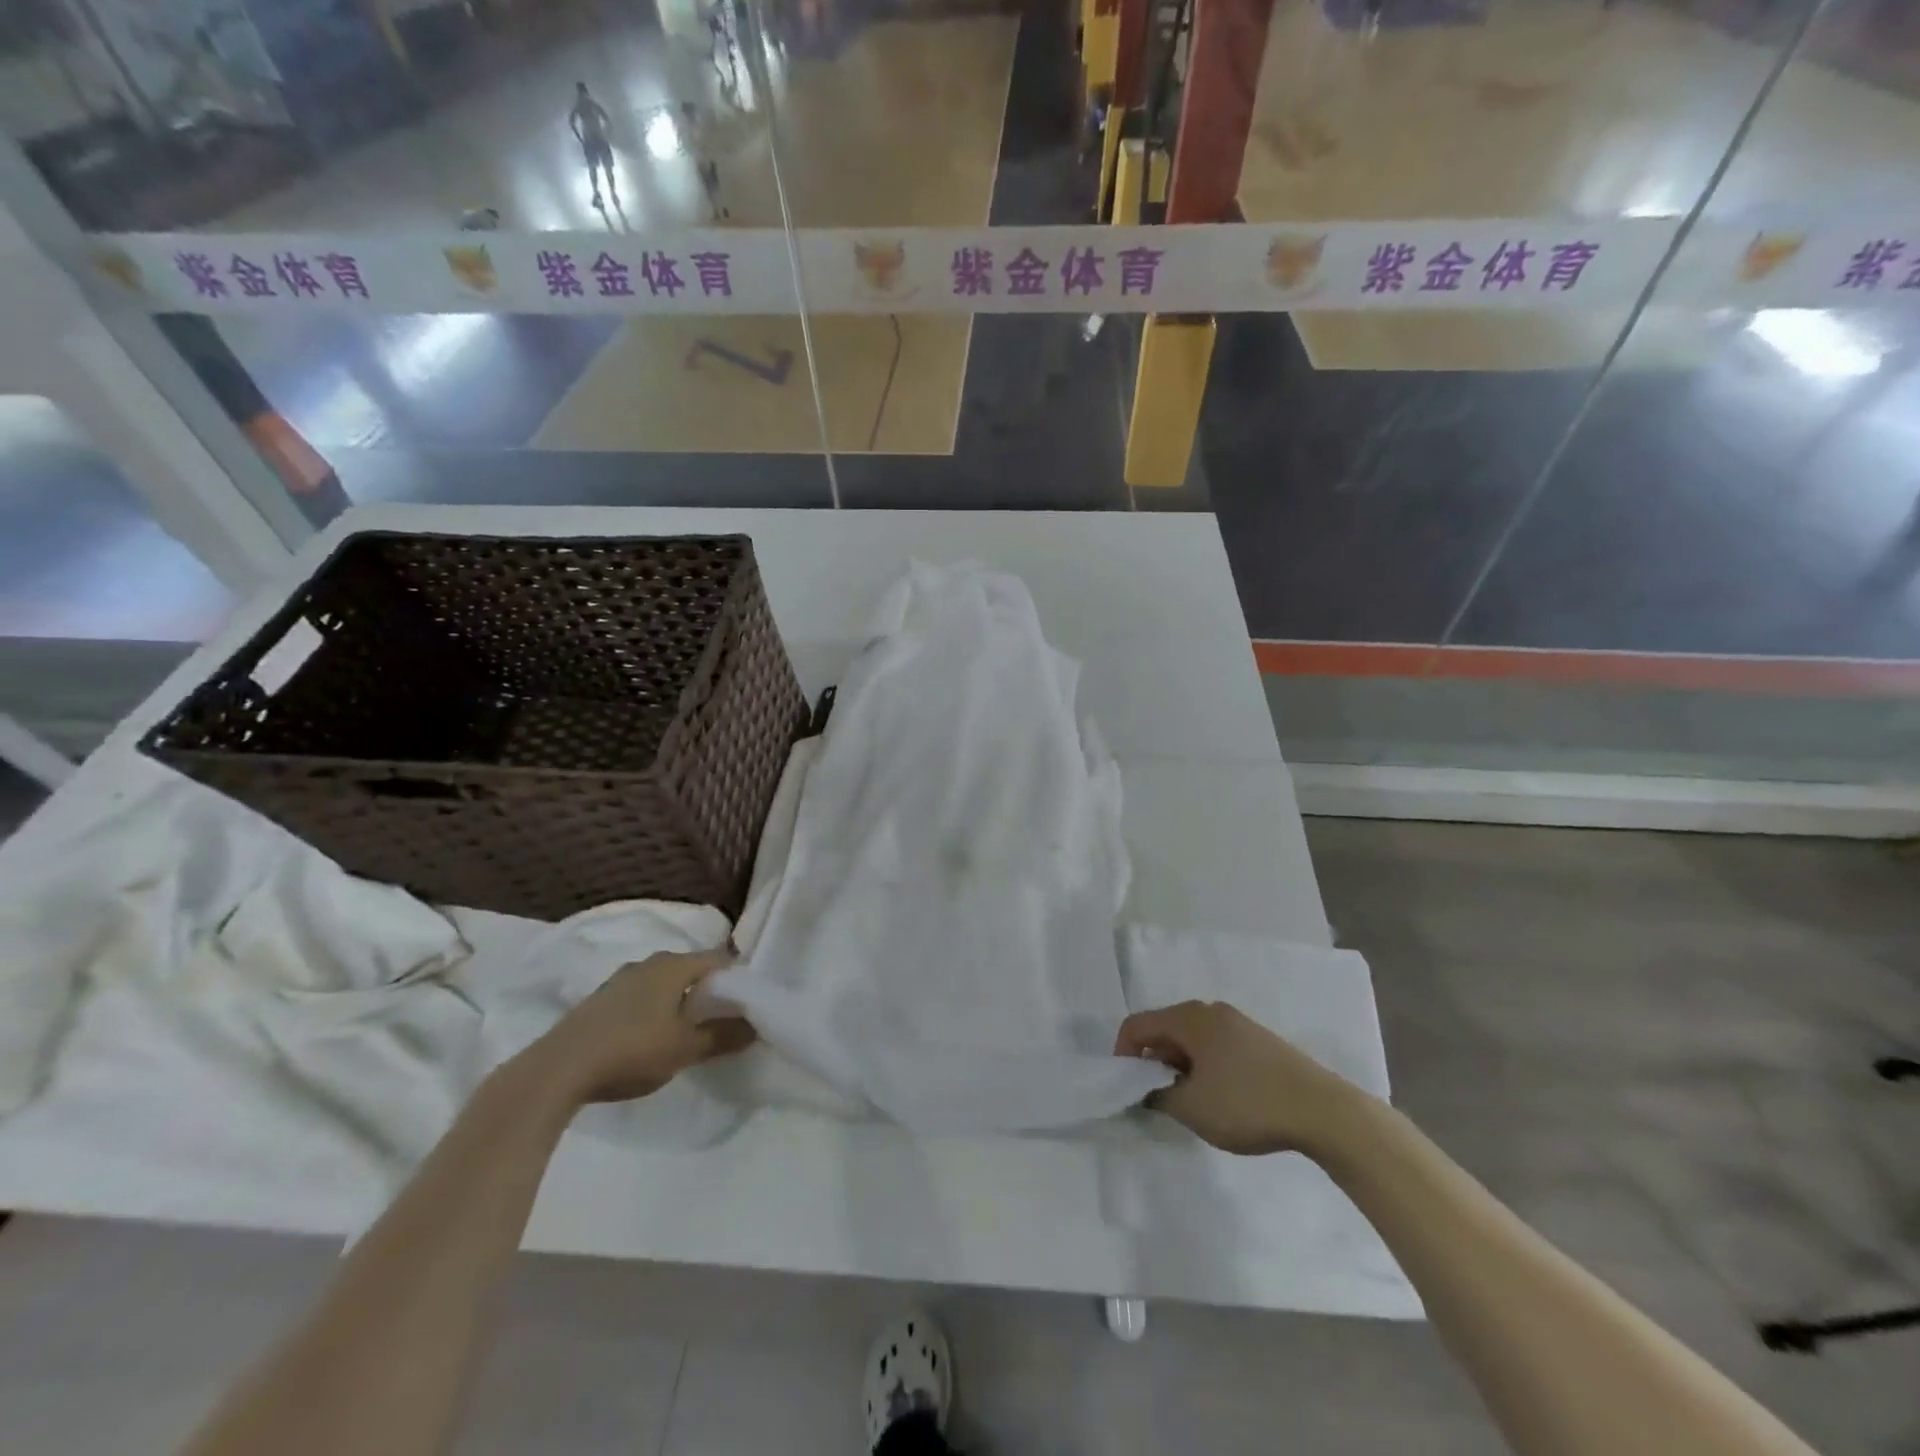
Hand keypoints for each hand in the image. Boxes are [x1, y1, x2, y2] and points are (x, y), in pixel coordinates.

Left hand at [534, 949, 755, 1105]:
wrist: (557, 1070)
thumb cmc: (631, 1050)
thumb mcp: (685, 1049)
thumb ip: (723, 1036)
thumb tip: (757, 1026)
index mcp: (674, 965)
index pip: (719, 960)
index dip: (737, 979)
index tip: (748, 1003)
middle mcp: (648, 963)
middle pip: (690, 969)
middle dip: (709, 990)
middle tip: (723, 1018)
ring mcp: (620, 980)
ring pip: (664, 983)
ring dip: (679, 1001)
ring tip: (688, 1030)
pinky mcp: (600, 1000)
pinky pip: (641, 996)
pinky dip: (654, 1009)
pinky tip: (651, 1036)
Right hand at [1114, 1001, 1367, 1156]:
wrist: (1323, 1111)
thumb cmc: (1248, 1104)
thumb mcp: (1192, 1108)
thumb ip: (1157, 1096)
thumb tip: (1147, 1089)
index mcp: (1189, 1018)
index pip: (1136, 1025)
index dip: (1123, 1055)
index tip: (1127, 1089)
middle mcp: (1210, 1010)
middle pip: (1164, 1028)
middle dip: (1153, 1062)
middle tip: (1158, 1098)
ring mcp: (1237, 1023)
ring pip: (1191, 1039)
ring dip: (1180, 1066)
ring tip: (1191, 1102)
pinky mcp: (1259, 1040)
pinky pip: (1215, 1046)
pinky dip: (1204, 1066)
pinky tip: (1221, 1097)